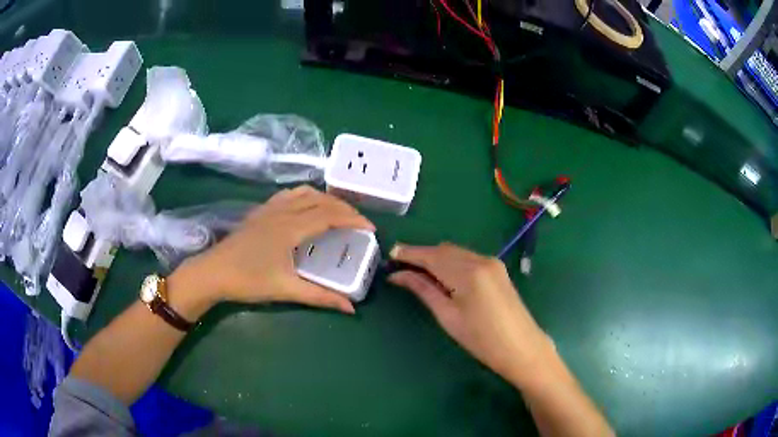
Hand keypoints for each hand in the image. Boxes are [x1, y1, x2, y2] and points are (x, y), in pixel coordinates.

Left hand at [169, 186, 373, 316]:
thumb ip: (320, 297)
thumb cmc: (248, 280)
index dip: (353, 219)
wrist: (213, 272)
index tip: (371, 228)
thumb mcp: (286, 290)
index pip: (329, 215)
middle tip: (359, 222)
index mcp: (291, 227)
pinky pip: (289, 195)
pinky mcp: (260, 211)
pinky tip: (306, 208)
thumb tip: (351, 308)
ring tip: (337, 213)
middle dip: (344, 208)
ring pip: (304, 193)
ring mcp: (269, 208)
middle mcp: (282, 211)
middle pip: (320, 200)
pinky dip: (306, 196)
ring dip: (325, 199)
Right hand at [388, 243, 554, 387]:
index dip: (409, 254)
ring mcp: (492, 262)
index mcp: (468, 272)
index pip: (431, 256)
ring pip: (455, 252)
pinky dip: (450, 262)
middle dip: (421, 255)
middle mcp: (481, 259)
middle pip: (443, 250)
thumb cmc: (481, 339)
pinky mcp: (497, 269)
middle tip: (399, 267)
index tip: (390, 256)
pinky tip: (442, 275)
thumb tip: (398, 275)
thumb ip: (423, 290)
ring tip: (417, 272)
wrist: (521, 348)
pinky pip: (467, 258)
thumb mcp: (448, 316)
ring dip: (435, 258)